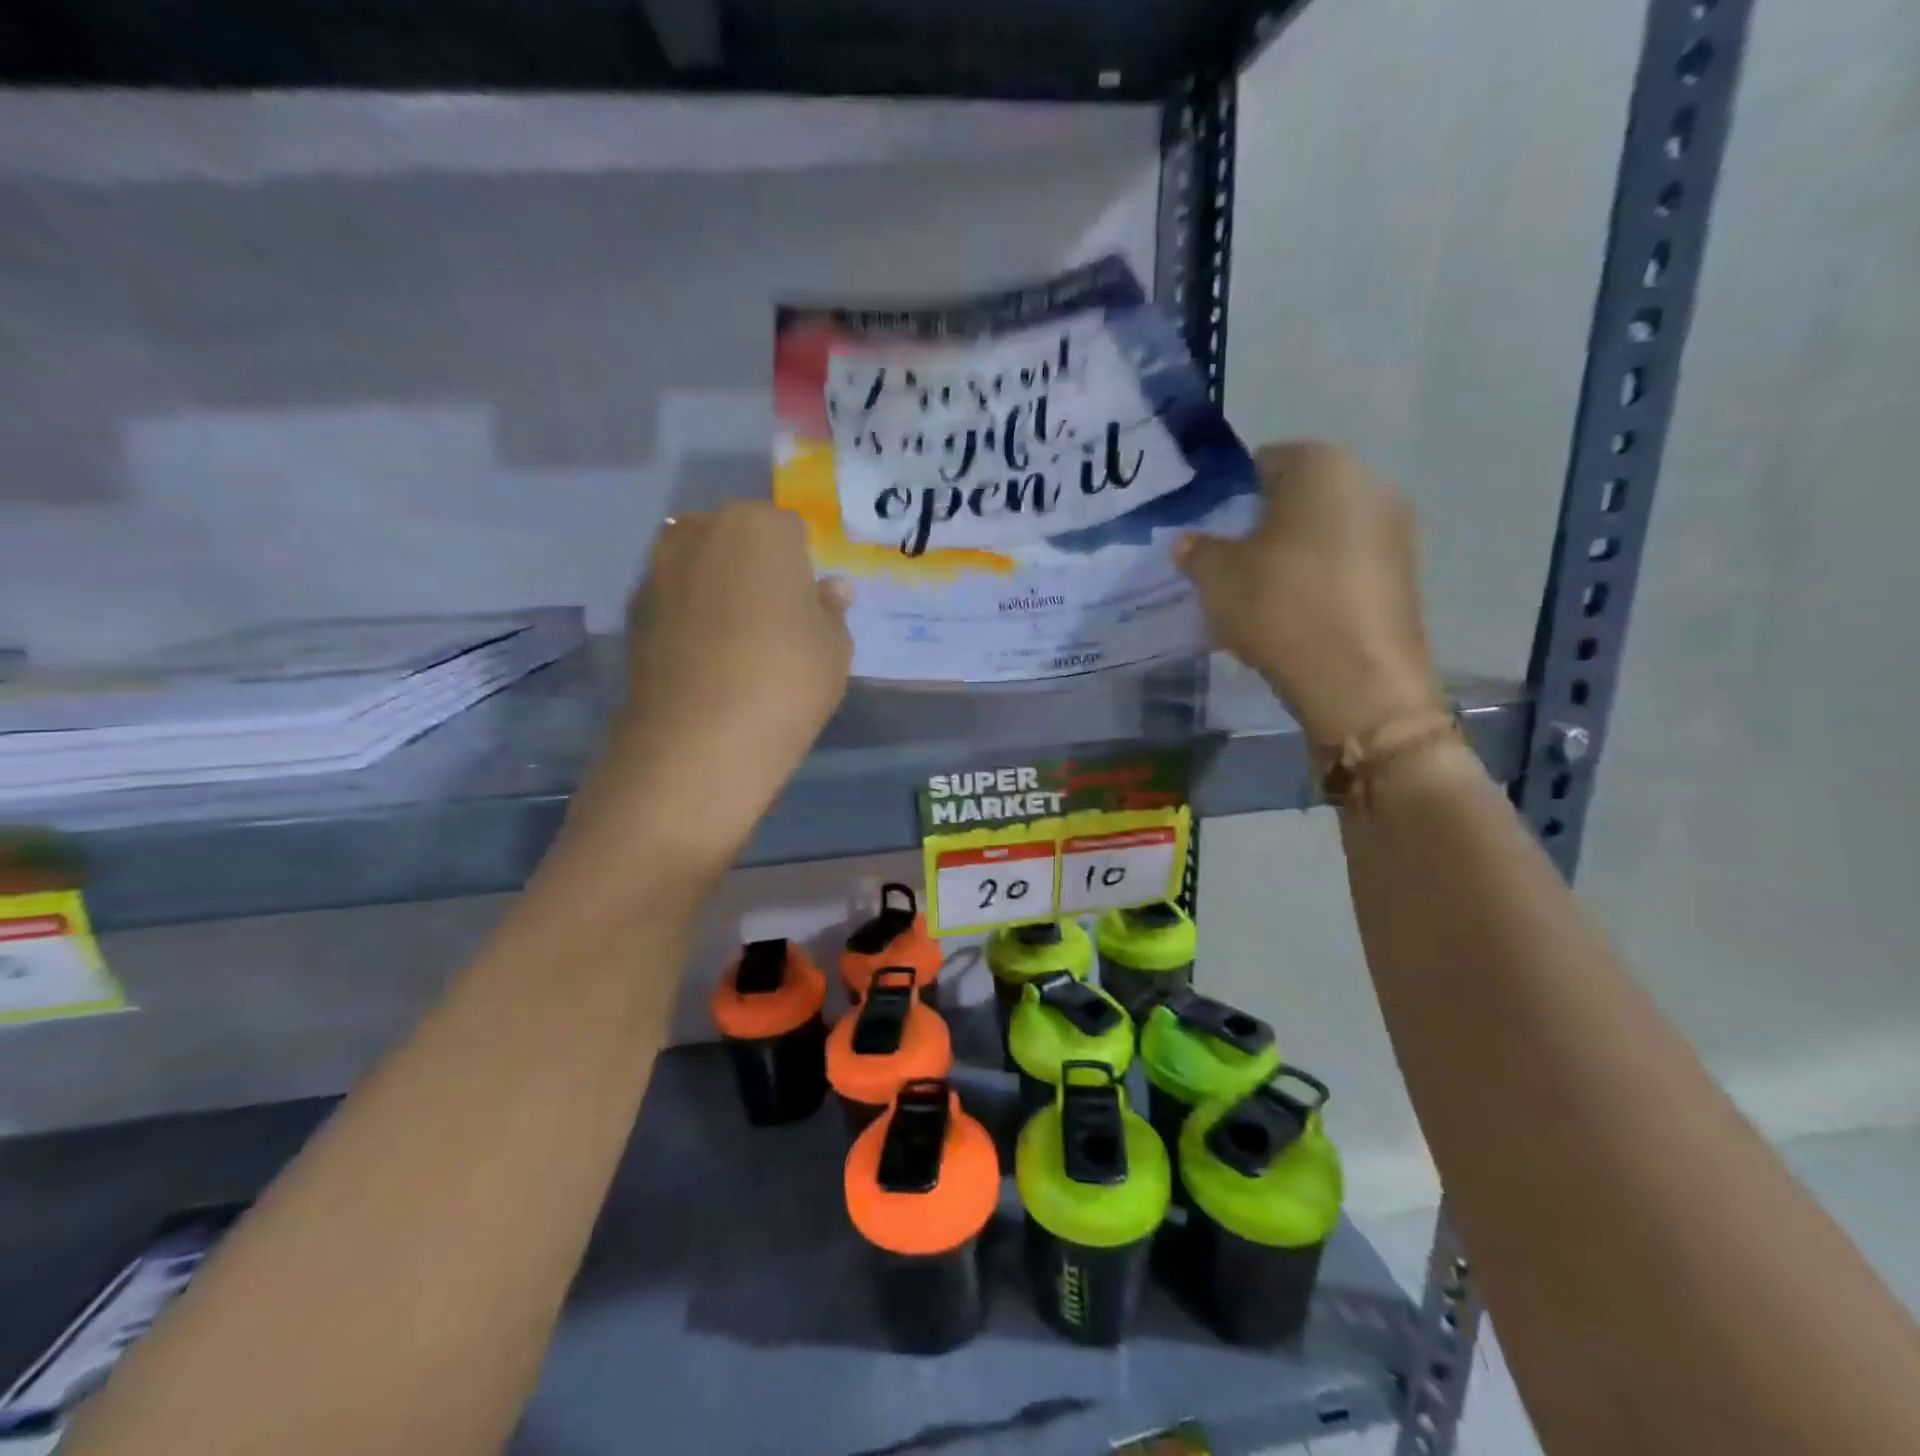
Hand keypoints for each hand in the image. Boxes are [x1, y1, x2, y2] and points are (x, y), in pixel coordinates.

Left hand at [581, 503, 851, 860]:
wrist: (698, 743)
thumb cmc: (785, 682)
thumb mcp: (834, 648)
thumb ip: (831, 610)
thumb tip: (830, 589)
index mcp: (760, 527)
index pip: (790, 530)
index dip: (802, 566)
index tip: (807, 604)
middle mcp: (701, 531)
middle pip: (738, 538)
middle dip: (756, 567)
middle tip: (775, 619)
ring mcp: (658, 568)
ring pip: (701, 566)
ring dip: (719, 589)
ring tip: (737, 641)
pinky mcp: (632, 610)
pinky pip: (674, 599)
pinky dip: (689, 616)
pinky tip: (705, 659)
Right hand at [1175, 441, 1442, 744]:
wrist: (1357, 679)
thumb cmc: (1280, 606)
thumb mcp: (1217, 577)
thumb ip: (1197, 551)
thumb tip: (1188, 543)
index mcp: (1320, 466)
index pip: (1265, 462)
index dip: (1232, 496)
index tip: (1212, 533)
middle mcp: (1367, 482)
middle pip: (1300, 497)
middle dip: (1264, 525)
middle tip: (1232, 565)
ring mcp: (1394, 529)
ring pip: (1325, 532)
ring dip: (1294, 555)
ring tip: (1263, 596)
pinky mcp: (1405, 573)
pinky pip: (1348, 564)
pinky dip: (1320, 580)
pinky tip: (1297, 616)